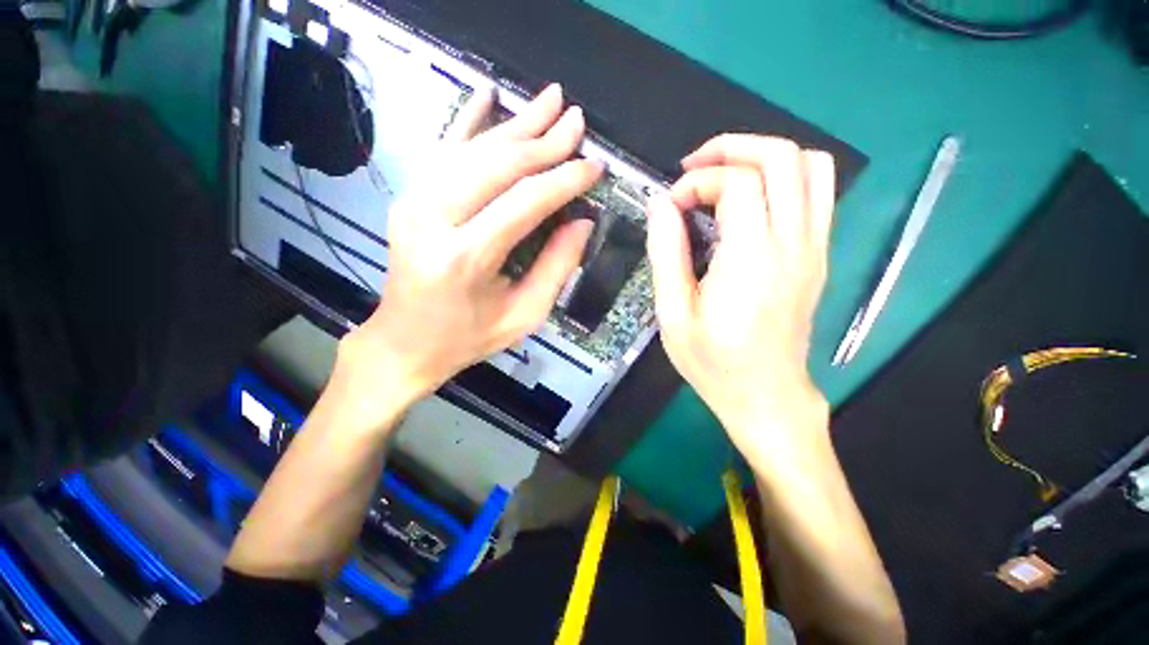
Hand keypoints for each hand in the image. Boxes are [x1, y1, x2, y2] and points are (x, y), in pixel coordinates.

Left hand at [340, 84, 601, 412]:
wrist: (405, 342)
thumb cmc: (468, 337)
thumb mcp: (524, 315)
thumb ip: (556, 268)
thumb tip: (582, 221)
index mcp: (467, 257)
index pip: (525, 201)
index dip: (564, 179)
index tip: (595, 164)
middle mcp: (434, 219)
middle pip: (498, 165)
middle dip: (544, 140)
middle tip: (577, 120)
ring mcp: (415, 202)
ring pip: (473, 149)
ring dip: (515, 123)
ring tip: (550, 101)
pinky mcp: (409, 198)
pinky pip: (443, 150)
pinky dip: (468, 119)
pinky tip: (487, 93)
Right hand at [646, 135, 834, 462]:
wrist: (766, 396)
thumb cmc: (713, 362)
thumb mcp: (673, 314)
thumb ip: (666, 254)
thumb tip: (660, 205)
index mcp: (751, 261)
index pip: (738, 183)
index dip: (698, 182)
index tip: (671, 206)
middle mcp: (793, 244)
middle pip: (783, 157)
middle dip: (732, 148)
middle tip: (693, 169)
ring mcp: (815, 247)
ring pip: (811, 166)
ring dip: (763, 156)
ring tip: (723, 176)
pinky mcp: (819, 255)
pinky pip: (817, 192)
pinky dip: (784, 177)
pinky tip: (750, 201)